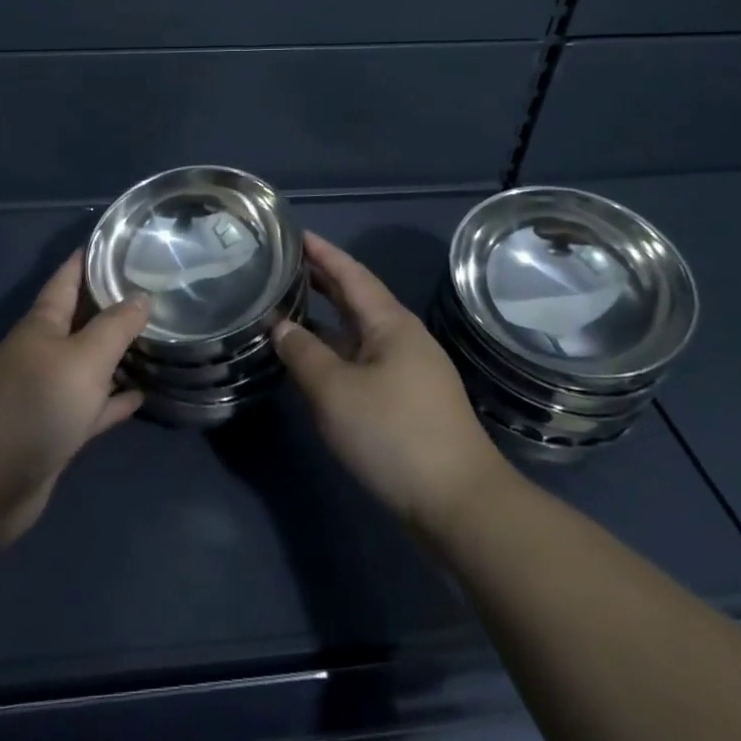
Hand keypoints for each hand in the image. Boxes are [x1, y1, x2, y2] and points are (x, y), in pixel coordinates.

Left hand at [0, 253, 149, 546]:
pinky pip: (91, 407)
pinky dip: (114, 400)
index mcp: (43, 324)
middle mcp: (44, 352)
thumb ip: (116, 326)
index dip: (89, 258)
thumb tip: (142, 295)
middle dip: (112, 304)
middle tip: (154, 288)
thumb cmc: (35, 405)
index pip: (68, 277)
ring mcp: (48, 393)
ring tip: (156, 337)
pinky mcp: (54, 431)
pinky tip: (141, 395)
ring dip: (117, 353)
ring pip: (89, 364)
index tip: (119, 241)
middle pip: (82, 319)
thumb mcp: (84, 358)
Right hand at [274, 233, 513, 532]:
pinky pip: (364, 360)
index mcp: (391, 323)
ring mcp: (409, 371)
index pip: (350, 274)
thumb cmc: (394, 435)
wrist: (461, 507)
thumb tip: (280, 325)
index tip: (294, 233)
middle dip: (322, 281)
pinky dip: (337, 351)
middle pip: (357, 299)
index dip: (322, 252)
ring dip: (327, 319)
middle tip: (284, 265)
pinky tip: (316, 362)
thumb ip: (302, 353)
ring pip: (360, 333)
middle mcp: (402, 338)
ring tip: (290, 308)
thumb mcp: (335, 392)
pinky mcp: (408, 402)